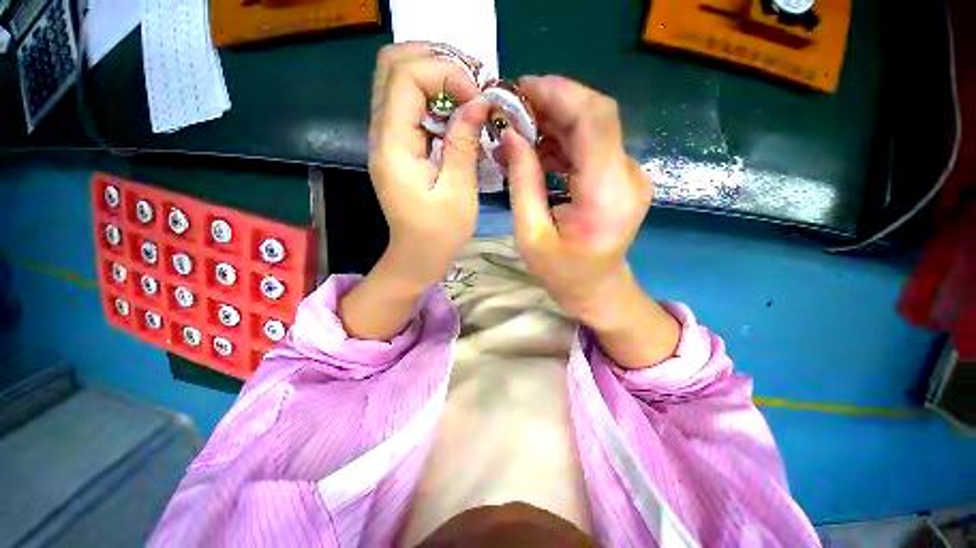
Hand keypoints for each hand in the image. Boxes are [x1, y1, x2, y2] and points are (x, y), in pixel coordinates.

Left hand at [340, 43, 489, 340]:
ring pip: (399, 82)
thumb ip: (464, 144)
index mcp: (394, 147)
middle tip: (471, 83)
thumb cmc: (439, 233)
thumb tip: (478, 102)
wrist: (417, 256)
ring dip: (436, 78)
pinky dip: (435, 99)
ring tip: (469, 95)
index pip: (405, 77)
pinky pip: (410, 106)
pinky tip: (458, 114)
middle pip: (393, 67)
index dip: (444, 73)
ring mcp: (387, 139)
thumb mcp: (458, 192)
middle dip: (435, 63)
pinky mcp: (398, 147)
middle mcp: (382, 135)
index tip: (477, 98)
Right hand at [502, 76, 678, 366]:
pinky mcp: (619, 178)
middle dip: (552, 102)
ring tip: (519, 129)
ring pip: (592, 127)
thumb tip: (511, 136)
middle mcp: (626, 177)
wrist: (598, 290)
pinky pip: (591, 145)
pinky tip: (537, 148)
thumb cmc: (563, 274)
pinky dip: (562, 139)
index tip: (521, 88)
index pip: (595, 120)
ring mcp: (627, 175)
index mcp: (606, 195)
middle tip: (513, 107)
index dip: (559, 94)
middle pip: (596, 116)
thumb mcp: (531, 236)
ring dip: (554, 120)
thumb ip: (522, 183)